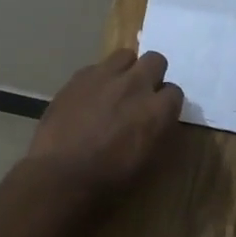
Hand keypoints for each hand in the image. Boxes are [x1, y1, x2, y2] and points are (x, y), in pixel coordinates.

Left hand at [25, 49, 184, 203]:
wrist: (60, 174)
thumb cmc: (108, 180)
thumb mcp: (147, 163)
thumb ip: (158, 133)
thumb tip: (159, 121)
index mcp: (156, 110)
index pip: (175, 92)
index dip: (166, 103)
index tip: (158, 113)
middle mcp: (135, 85)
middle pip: (156, 60)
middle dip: (152, 74)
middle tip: (141, 94)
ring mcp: (106, 75)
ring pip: (126, 55)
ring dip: (126, 69)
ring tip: (116, 88)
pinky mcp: (80, 75)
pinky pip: (97, 67)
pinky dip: (99, 78)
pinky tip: (90, 97)